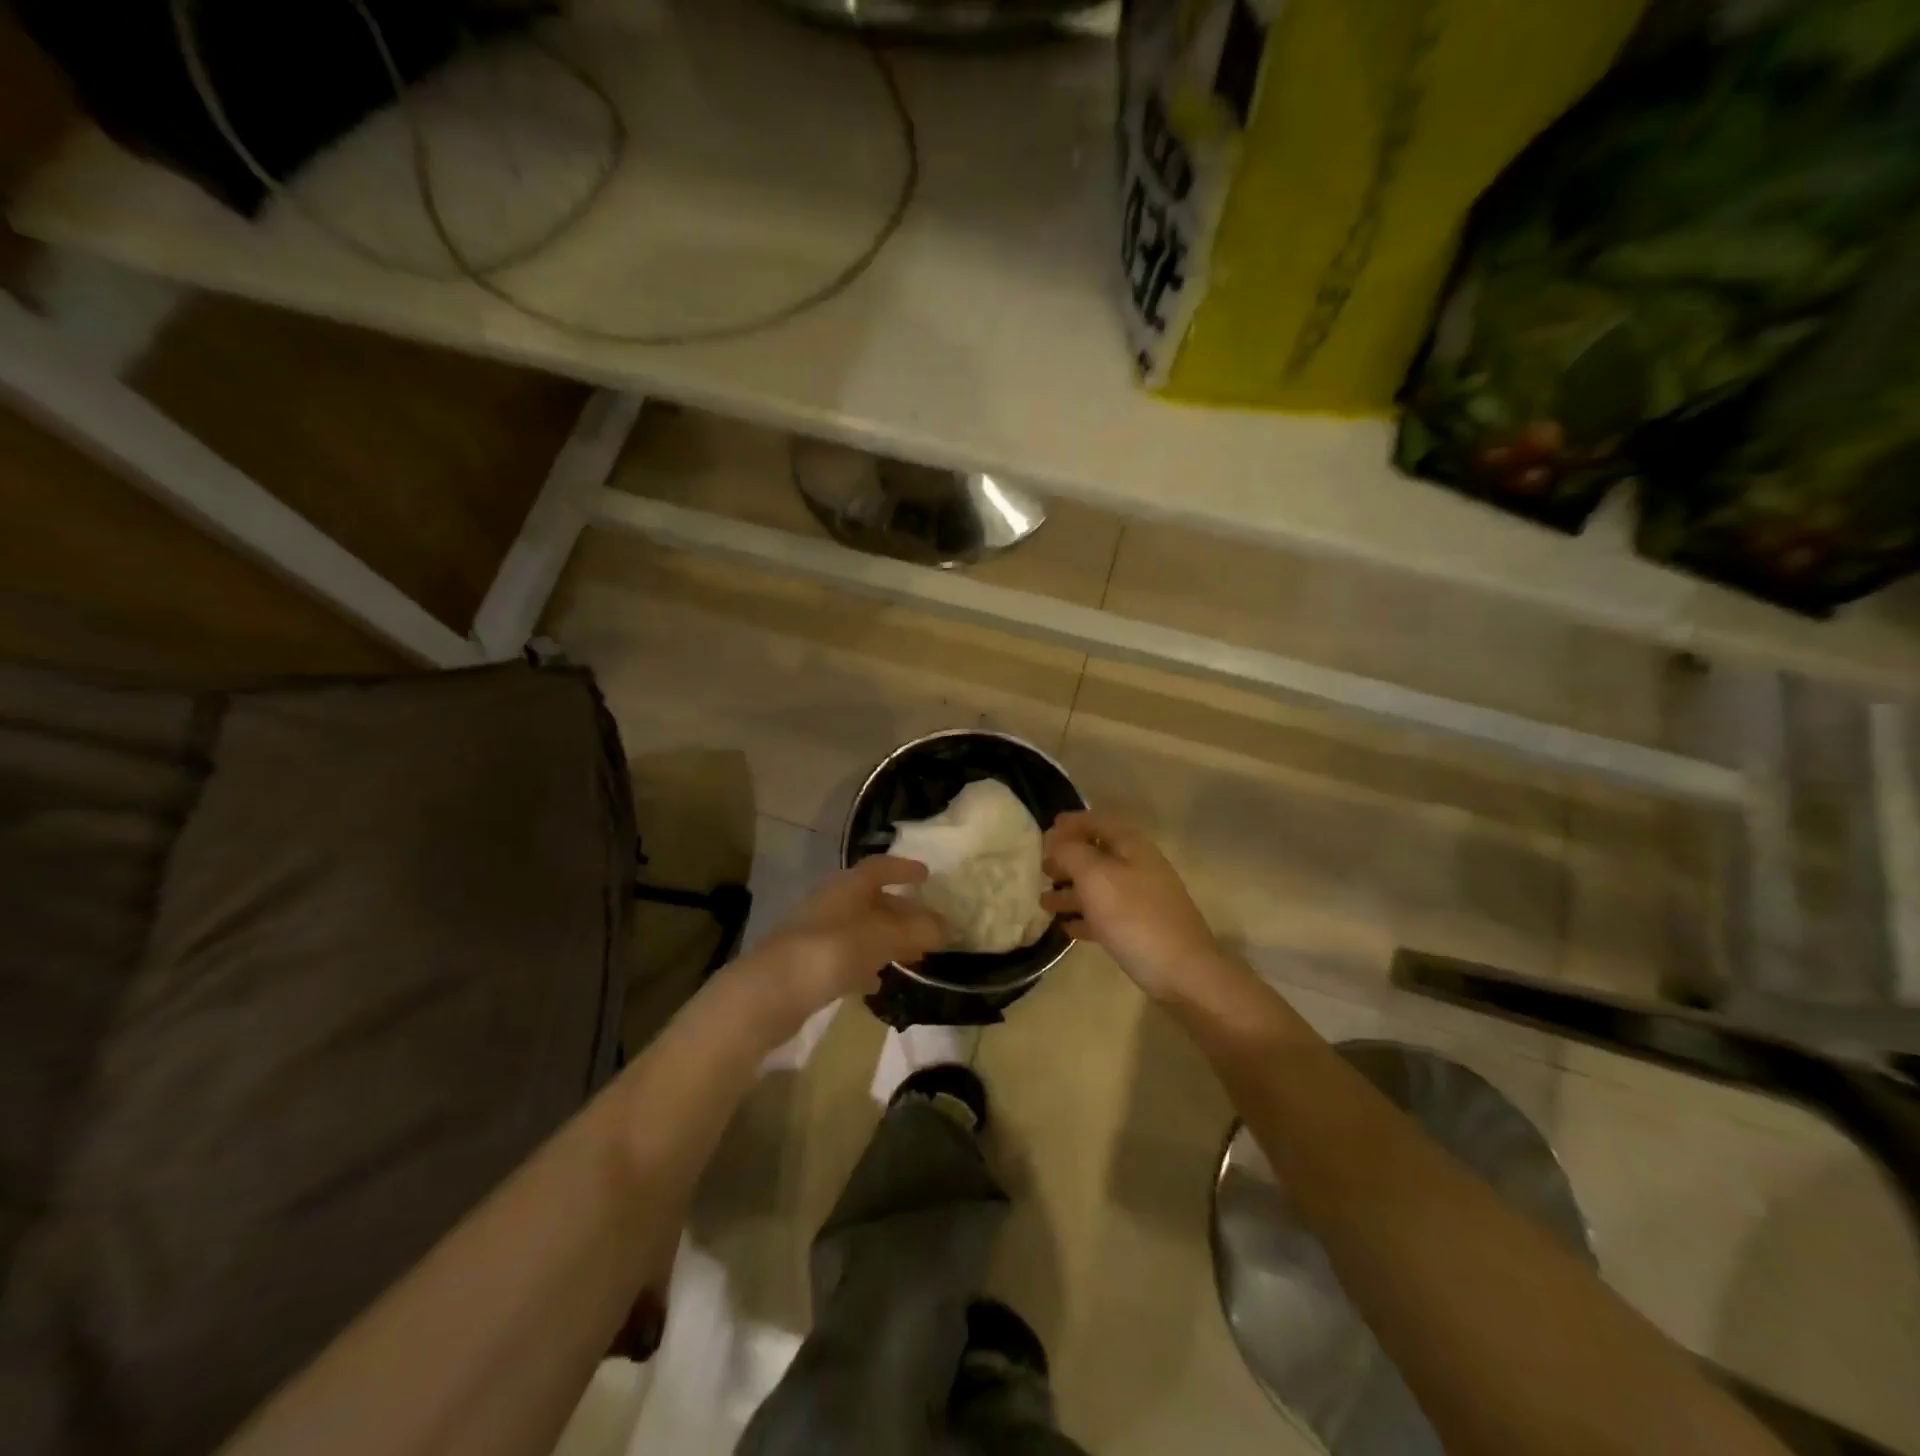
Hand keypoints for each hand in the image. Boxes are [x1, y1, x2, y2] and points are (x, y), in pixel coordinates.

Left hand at [740, 856, 947, 1036]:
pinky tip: (878, 981)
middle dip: (902, 911)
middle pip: (872, 900)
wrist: (768, 994)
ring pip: (860, 930)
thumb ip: (916, 931)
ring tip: (914, 956)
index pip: (879, 867)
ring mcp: (816, 935)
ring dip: (887, 939)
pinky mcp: (807, 967)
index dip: (903, 869)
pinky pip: (846, 958)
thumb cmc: (829, 952)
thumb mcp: (881, 937)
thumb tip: (951, 927)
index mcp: (847, 887)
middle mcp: (831, 904)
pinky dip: (866, 964)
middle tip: (929, 926)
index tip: (927, 876)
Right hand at [1041, 811, 1231, 1003]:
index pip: (1098, 822)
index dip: (1072, 823)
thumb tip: (1056, 839)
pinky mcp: (1141, 929)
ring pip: (1099, 887)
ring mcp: (1142, 899)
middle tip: (1041, 868)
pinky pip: (1106, 915)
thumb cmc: (1134, 917)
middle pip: (1097, 854)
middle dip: (1068, 859)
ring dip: (1071, 891)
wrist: (1182, 972)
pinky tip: (1066, 928)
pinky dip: (1085, 917)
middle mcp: (1138, 867)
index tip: (1045, 831)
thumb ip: (1071, 852)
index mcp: (1131, 846)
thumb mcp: (1095, 877)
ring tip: (1043, 901)